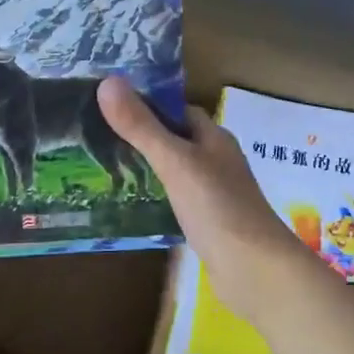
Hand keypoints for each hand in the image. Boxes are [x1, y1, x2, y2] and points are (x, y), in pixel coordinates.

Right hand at [97, 76, 318, 319]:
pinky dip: (155, 197)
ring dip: (147, 169)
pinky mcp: (208, 223)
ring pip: (175, 171)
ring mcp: (214, 194)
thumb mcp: (174, 162)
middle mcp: (216, 161)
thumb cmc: (218, 207)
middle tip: (97, 138)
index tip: (110, 105)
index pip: (178, 110)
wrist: (255, 271)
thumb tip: (107, 81)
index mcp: (214, 138)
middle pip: (175, 140)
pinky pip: (176, 200)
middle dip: (142, 137)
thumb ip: (141, 126)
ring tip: (104, 168)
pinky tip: (130, 204)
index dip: (148, 105)